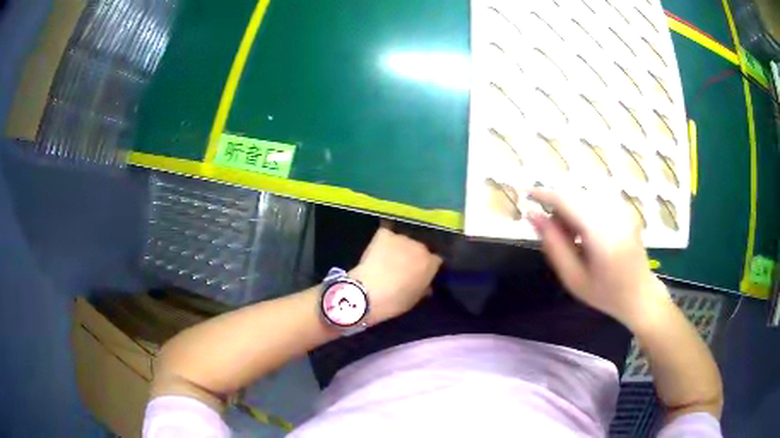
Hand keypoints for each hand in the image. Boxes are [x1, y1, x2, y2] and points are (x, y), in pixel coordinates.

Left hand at [350, 225, 442, 324]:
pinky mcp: (384, 234)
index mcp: (431, 263)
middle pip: (420, 249)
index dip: (427, 268)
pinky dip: (384, 241)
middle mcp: (420, 247)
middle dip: (413, 257)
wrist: (368, 292)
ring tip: (388, 259)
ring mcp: (402, 238)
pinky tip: (378, 251)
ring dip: (399, 249)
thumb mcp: (414, 299)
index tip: (420, 275)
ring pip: (404, 241)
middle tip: (403, 268)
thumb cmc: (394, 301)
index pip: (435, 260)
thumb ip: (423, 288)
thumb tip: (426, 285)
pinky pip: (387, 235)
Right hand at [527, 188, 669, 327]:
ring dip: (571, 207)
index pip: (566, 200)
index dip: (543, 194)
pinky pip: (597, 198)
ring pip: (586, 194)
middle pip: (575, 193)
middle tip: (552, 231)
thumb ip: (553, 244)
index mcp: (600, 234)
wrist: (640, 295)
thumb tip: (533, 215)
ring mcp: (622, 209)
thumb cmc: (605, 294)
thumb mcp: (573, 278)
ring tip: (571, 235)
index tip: (525, 194)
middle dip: (557, 205)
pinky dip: (584, 208)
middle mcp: (613, 214)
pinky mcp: (626, 209)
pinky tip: (586, 230)